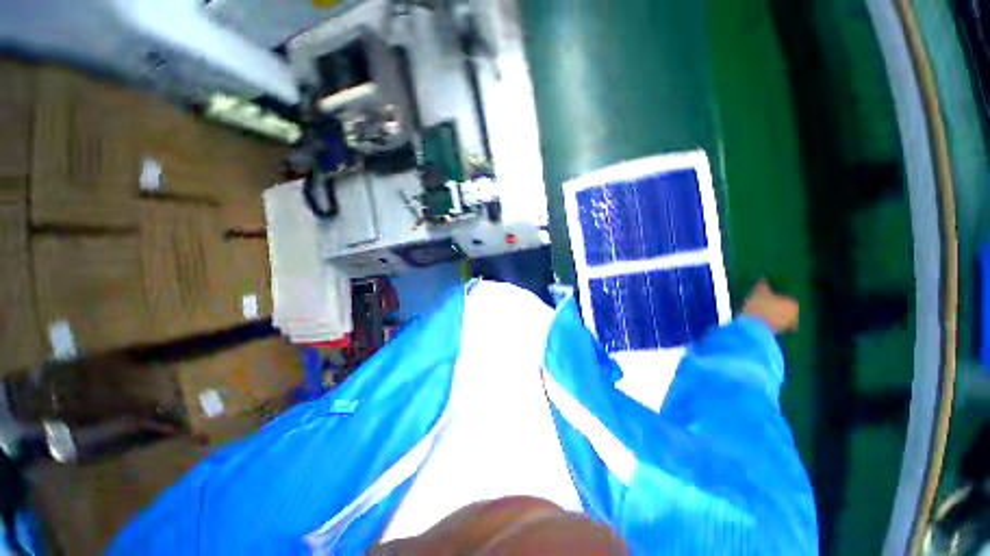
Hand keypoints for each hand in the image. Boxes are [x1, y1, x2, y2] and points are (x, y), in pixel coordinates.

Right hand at [741, 278, 798, 333]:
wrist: (753, 326)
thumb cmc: (759, 305)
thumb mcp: (759, 291)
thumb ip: (763, 284)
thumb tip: (764, 276)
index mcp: (794, 303)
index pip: (787, 298)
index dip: (777, 297)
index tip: (767, 297)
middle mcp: (795, 315)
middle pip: (785, 309)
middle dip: (777, 307)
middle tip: (764, 304)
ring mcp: (786, 326)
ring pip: (780, 318)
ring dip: (773, 315)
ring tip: (760, 312)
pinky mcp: (776, 333)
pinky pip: (773, 325)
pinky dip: (768, 322)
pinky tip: (758, 320)